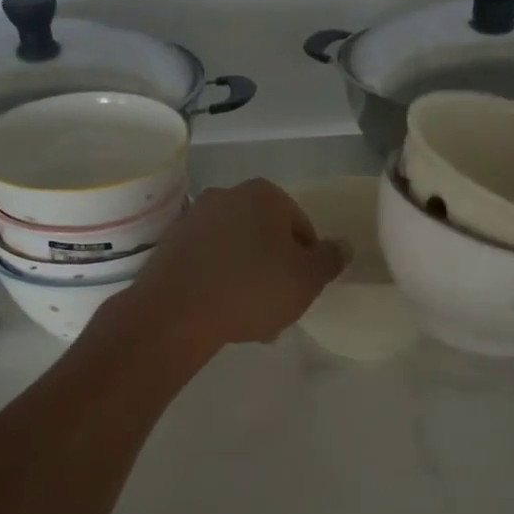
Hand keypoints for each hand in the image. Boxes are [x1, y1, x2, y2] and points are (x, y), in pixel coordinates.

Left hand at [111, 179, 348, 351]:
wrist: (176, 312)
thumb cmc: (252, 289)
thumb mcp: (307, 279)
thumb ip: (330, 259)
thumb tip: (343, 245)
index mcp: (264, 194)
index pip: (300, 227)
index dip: (307, 261)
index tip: (301, 291)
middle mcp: (226, 195)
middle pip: (265, 237)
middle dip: (275, 270)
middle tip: (278, 307)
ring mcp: (194, 218)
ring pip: (236, 251)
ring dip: (248, 279)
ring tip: (250, 319)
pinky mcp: (170, 244)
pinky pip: (208, 262)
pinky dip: (219, 281)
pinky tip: (222, 312)